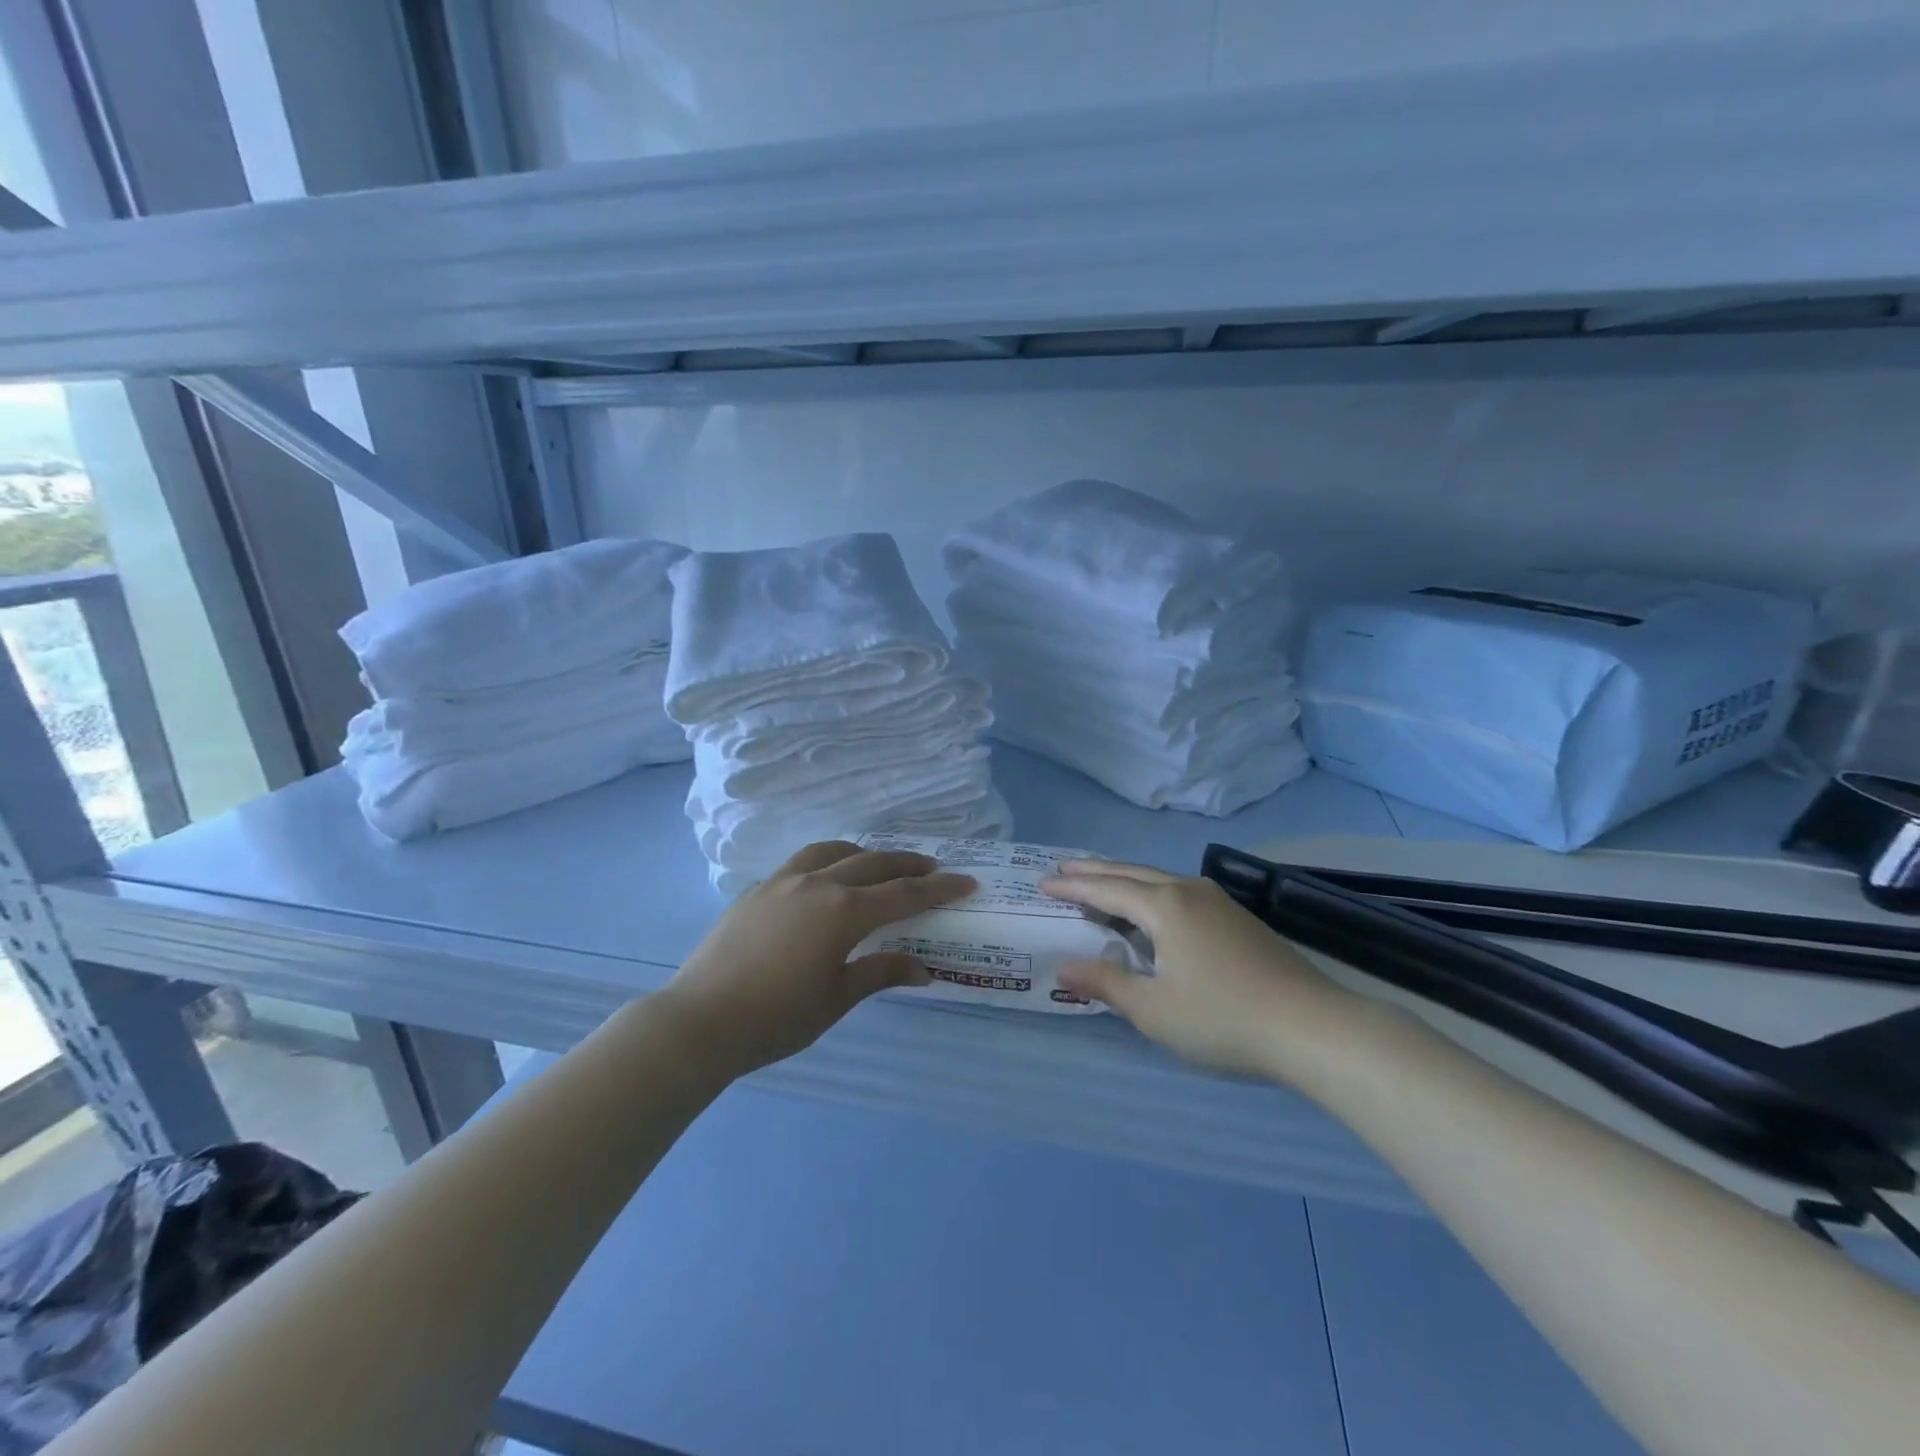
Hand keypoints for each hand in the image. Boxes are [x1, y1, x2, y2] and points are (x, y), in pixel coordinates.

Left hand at [655, 840, 974, 1080]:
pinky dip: (827, 862)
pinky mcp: (757, 890)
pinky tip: (826, 882)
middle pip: (873, 863)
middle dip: (908, 865)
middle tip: (933, 869)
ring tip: (878, 866)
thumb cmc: (776, 1018)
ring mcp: (782, 882)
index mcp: (843, 912)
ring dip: (864, 855)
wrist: (699, 1021)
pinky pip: (802, 862)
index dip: (939, 888)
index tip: (967, 882)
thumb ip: (881, 973)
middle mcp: (817, 884)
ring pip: (833, 851)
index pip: (903, 894)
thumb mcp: (836, 999)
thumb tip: (924, 970)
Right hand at [1044, 861, 1365, 1085]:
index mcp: (1164, 906)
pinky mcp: (1238, 919)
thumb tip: (1063, 967)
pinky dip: (1150, 895)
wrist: (1313, 1027)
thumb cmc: (1222, 1018)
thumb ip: (1105, 984)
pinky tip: (1151, 912)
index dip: (1073, 888)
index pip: (1106, 890)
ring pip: (1158, 880)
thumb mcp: (1153, 1009)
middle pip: (1131, 874)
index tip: (1044, 883)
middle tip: (1063, 870)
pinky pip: (1179, 893)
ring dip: (1124, 881)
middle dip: (1095, 872)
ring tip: (1100, 886)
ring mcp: (1218, 902)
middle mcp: (1189, 891)